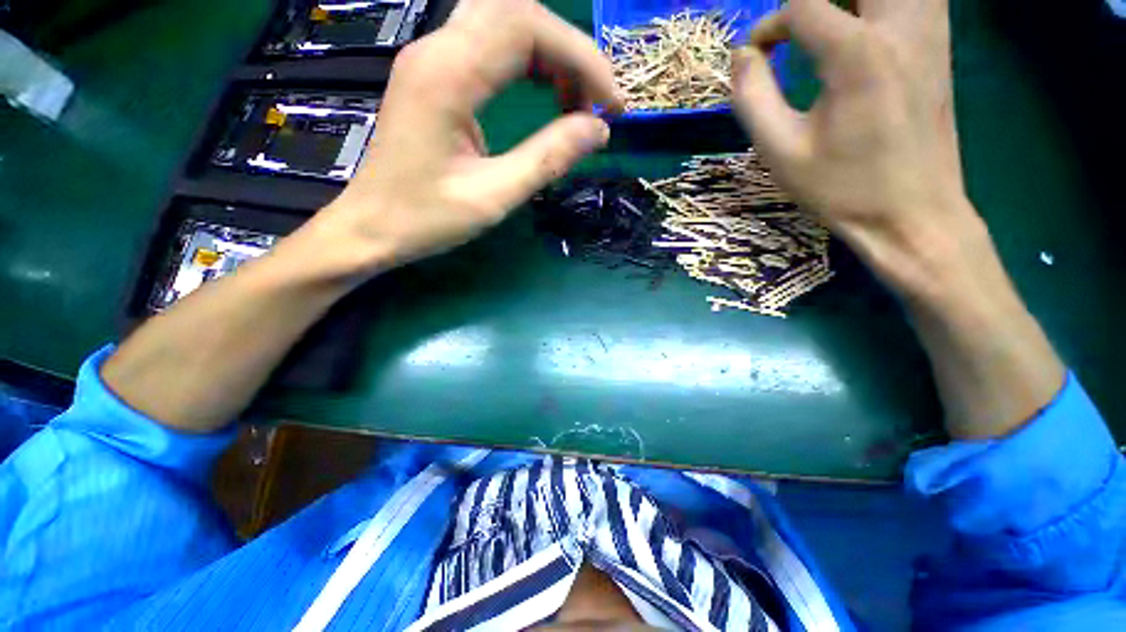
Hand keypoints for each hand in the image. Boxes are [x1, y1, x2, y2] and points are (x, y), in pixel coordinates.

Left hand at [321, 0, 621, 274]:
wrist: (371, 226)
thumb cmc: (426, 219)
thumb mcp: (494, 197)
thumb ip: (548, 158)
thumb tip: (598, 130)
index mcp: (448, 75)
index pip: (528, 27)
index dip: (582, 58)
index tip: (611, 106)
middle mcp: (437, 50)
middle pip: (519, 12)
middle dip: (570, 53)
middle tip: (595, 104)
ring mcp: (432, 58)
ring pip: (505, 23)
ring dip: (550, 55)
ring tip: (575, 103)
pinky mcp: (435, 74)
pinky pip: (490, 45)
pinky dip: (528, 64)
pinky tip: (544, 95)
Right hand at [732, 0, 979, 290]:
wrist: (911, 214)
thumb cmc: (840, 188)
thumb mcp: (780, 151)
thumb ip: (752, 97)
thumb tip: (742, 56)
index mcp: (857, 55)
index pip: (804, 4)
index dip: (771, 23)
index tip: (758, 54)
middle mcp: (901, 29)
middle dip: (814, 0)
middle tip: (796, 29)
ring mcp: (930, 33)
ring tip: (828, 23)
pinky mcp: (941, 46)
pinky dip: (881, 5)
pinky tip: (863, 27)